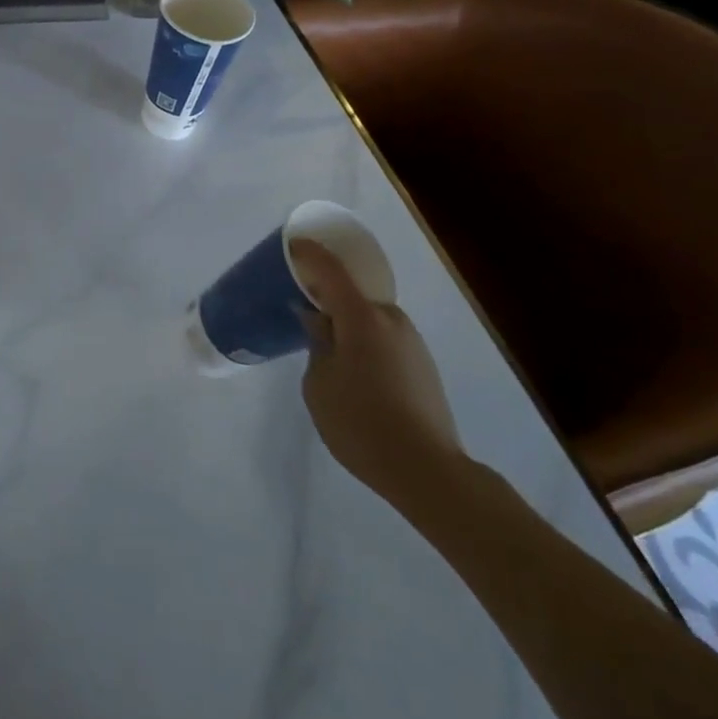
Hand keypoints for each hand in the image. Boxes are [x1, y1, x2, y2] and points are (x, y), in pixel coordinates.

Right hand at [293, 238, 465, 509]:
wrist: (427, 470)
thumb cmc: (361, 423)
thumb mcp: (319, 383)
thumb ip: (316, 343)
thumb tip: (318, 320)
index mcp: (362, 317)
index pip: (330, 269)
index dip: (309, 254)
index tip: (290, 247)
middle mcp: (391, 320)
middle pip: (353, 293)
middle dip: (327, 295)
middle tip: (302, 306)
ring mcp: (412, 342)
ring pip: (369, 318)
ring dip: (347, 322)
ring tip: (324, 344)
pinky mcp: (422, 365)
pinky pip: (383, 338)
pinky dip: (363, 340)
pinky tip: (352, 369)